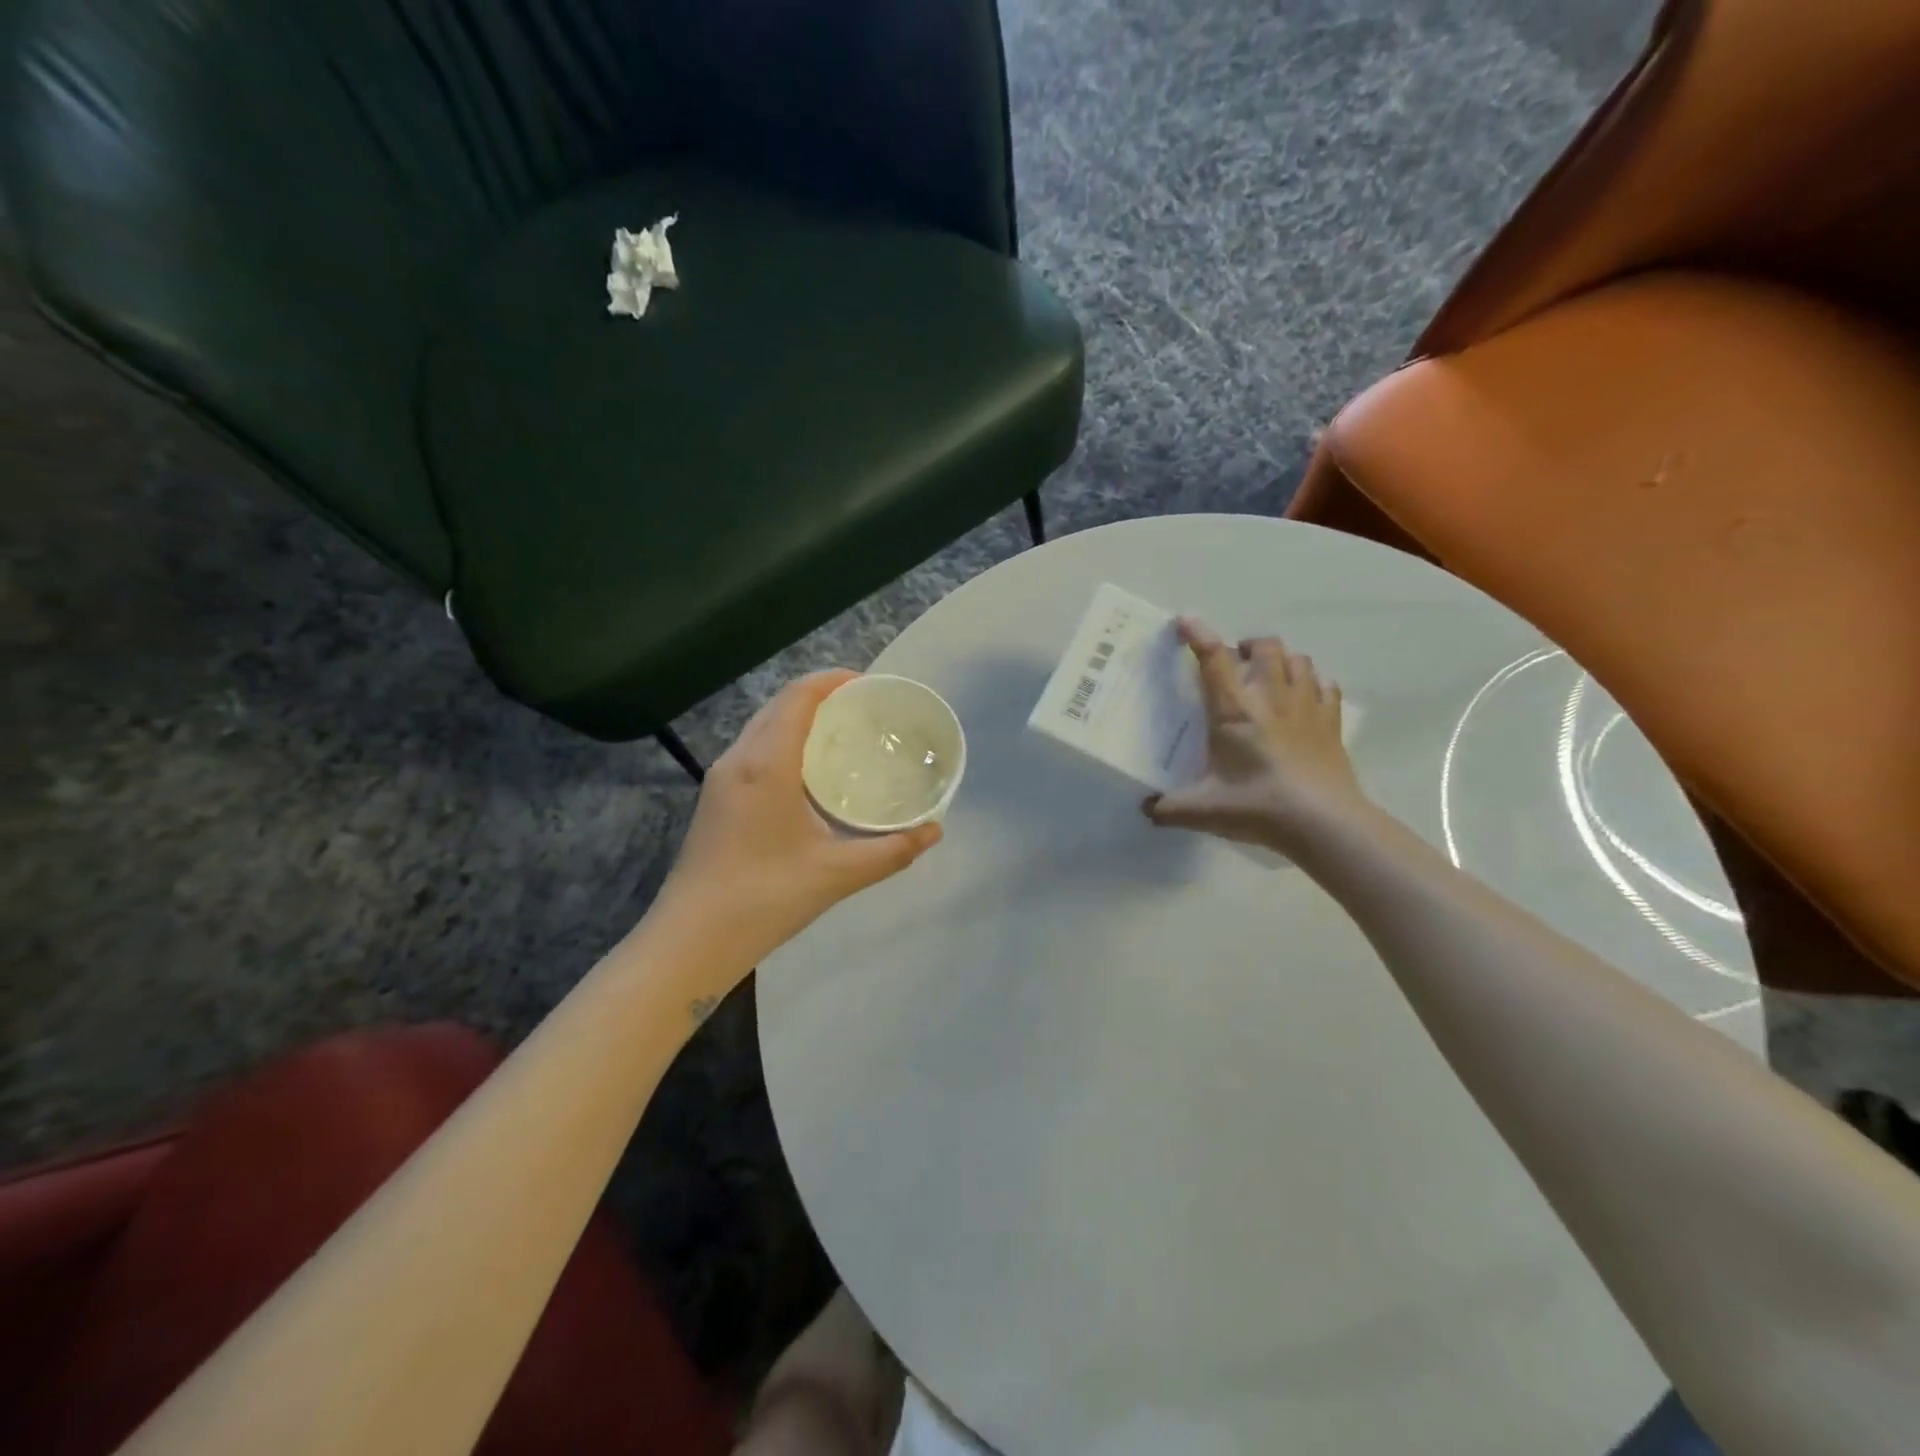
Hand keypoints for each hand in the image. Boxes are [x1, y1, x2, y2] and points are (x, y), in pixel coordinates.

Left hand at [659, 671, 942, 962]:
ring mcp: (721, 778)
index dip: (833, 680)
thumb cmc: (765, 897)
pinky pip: (754, 748)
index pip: (799, 696)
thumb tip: (934, 831)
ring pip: (763, 726)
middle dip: (821, 695)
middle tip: (865, 709)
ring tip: (842, 733)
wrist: (691, 939)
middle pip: (780, 704)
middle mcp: (739, 758)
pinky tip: (809, 770)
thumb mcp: (837, 874)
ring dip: (800, 717)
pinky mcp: (716, 798)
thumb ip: (891, 851)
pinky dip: (784, 740)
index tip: (870, 685)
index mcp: (766, 763)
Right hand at [1143, 618, 1370, 854]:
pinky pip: (1326, 685)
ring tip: (1269, 676)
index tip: (1184, 621)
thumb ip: (1169, 808)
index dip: (1198, 634)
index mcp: (1234, 710)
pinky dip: (1313, 682)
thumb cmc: (1258, 807)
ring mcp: (1307, 706)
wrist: (1323, 822)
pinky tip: (1305, 697)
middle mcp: (1271, 697)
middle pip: (1265, 646)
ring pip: (1298, 659)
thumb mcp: (1202, 810)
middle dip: (1247, 646)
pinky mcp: (1332, 722)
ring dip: (1281, 660)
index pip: (1214, 659)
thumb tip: (1146, 809)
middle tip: (1235, 665)